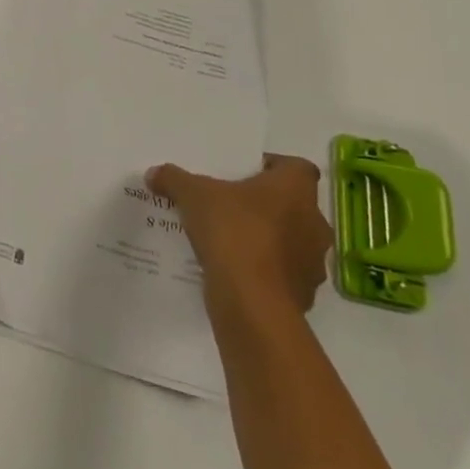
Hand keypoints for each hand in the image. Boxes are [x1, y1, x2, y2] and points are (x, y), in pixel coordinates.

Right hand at [148, 154, 331, 328]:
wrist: (252, 302)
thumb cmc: (232, 232)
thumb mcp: (192, 195)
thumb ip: (174, 179)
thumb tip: (155, 174)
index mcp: (296, 189)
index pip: (296, 167)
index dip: (271, 166)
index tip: (243, 173)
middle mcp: (314, 222)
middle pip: (292, 204)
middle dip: (264, 204)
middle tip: (229, 204)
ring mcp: (313, 262)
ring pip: (290, 240)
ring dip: (266, 238)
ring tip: (229, 239)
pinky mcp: (304, 294)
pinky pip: (282, 273)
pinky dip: (263, 269)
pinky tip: (234, 269)